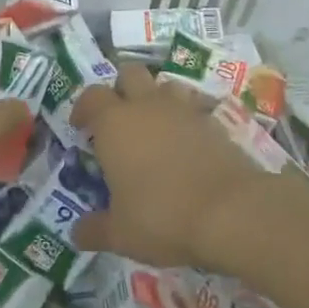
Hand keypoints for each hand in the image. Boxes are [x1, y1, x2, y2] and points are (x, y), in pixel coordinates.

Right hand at [71, 65, 265, 268]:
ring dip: (157, 98)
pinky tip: (188, 145)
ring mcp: (184, 110)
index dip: (84, 108)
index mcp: (114, 123)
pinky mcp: (215, 122)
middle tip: (119, 119)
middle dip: (121, 89)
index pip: (91, 96)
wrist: (232, 210)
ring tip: (155, 126)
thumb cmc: (162, 216)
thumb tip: (77, 233)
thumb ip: (95, 229)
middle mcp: (147, 105)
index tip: (81, 127)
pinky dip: (187, 120)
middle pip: (129, 74)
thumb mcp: (120, 233)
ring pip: (165, 84)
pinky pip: (195, 108)